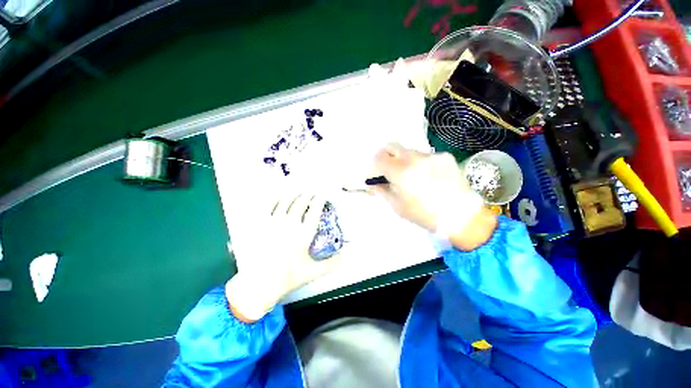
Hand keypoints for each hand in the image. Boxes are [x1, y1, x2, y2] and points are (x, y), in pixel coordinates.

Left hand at [225, 193, 339, 321]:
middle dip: (308, 195)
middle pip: (301, 202)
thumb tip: (345, 255)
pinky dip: (275, 199)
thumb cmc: (288, 277)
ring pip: (285, 201)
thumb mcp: (313, 272)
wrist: (259, 284)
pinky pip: (268, 206)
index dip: (320, 199)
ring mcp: (273, 222)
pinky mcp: (259, 224)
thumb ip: (331, 263)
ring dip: (294, 195)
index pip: (315, 210)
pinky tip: (278, 198)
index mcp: (303, 233)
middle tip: (311, 193)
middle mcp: (290, 224)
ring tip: (297, 193)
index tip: (322, 195)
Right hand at [373, 143, 496, 250]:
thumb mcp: (397, 206)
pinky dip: (421, 164)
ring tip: (412, 177)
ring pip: (409, 152)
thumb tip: (371, 183)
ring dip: (404, 161)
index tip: (376, 174)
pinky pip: (425, 156)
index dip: (374, 165)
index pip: (378, 157)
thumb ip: (381, 191)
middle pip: (392, 146)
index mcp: (400, 172)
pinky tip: (429, 178)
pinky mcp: (444, 156)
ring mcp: (431, 155)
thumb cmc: (424, 215)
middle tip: (389, 170)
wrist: (462, 216)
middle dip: (386, 156)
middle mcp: (414, 158)